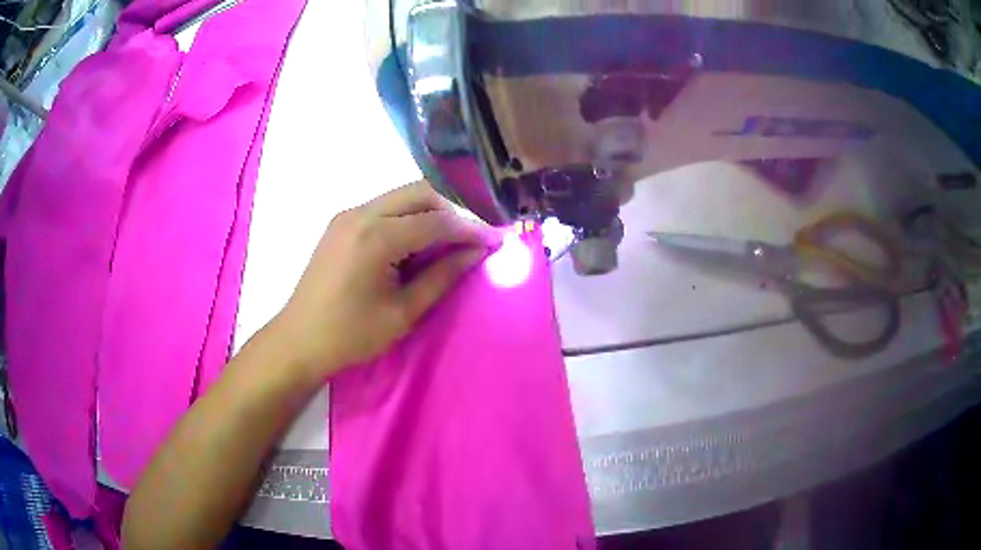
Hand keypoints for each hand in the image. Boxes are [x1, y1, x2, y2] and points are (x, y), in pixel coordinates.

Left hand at [268, 180, 497, 380]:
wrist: (299, 339)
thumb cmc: (352, 335)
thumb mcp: (404, 313)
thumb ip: (443, 277)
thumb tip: (476, 253)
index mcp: (376, 237)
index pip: (436, 221)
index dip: (469, 229)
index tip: (494, 240)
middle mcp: (361, 213)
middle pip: (419, 192)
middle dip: (451, 211)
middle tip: (471, 238)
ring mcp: (347, 214)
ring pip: (402, 196)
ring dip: (430, 212)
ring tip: (448, 241)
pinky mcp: (341, 221)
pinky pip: (384, 206)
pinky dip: (407, 216)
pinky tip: (416, 241)